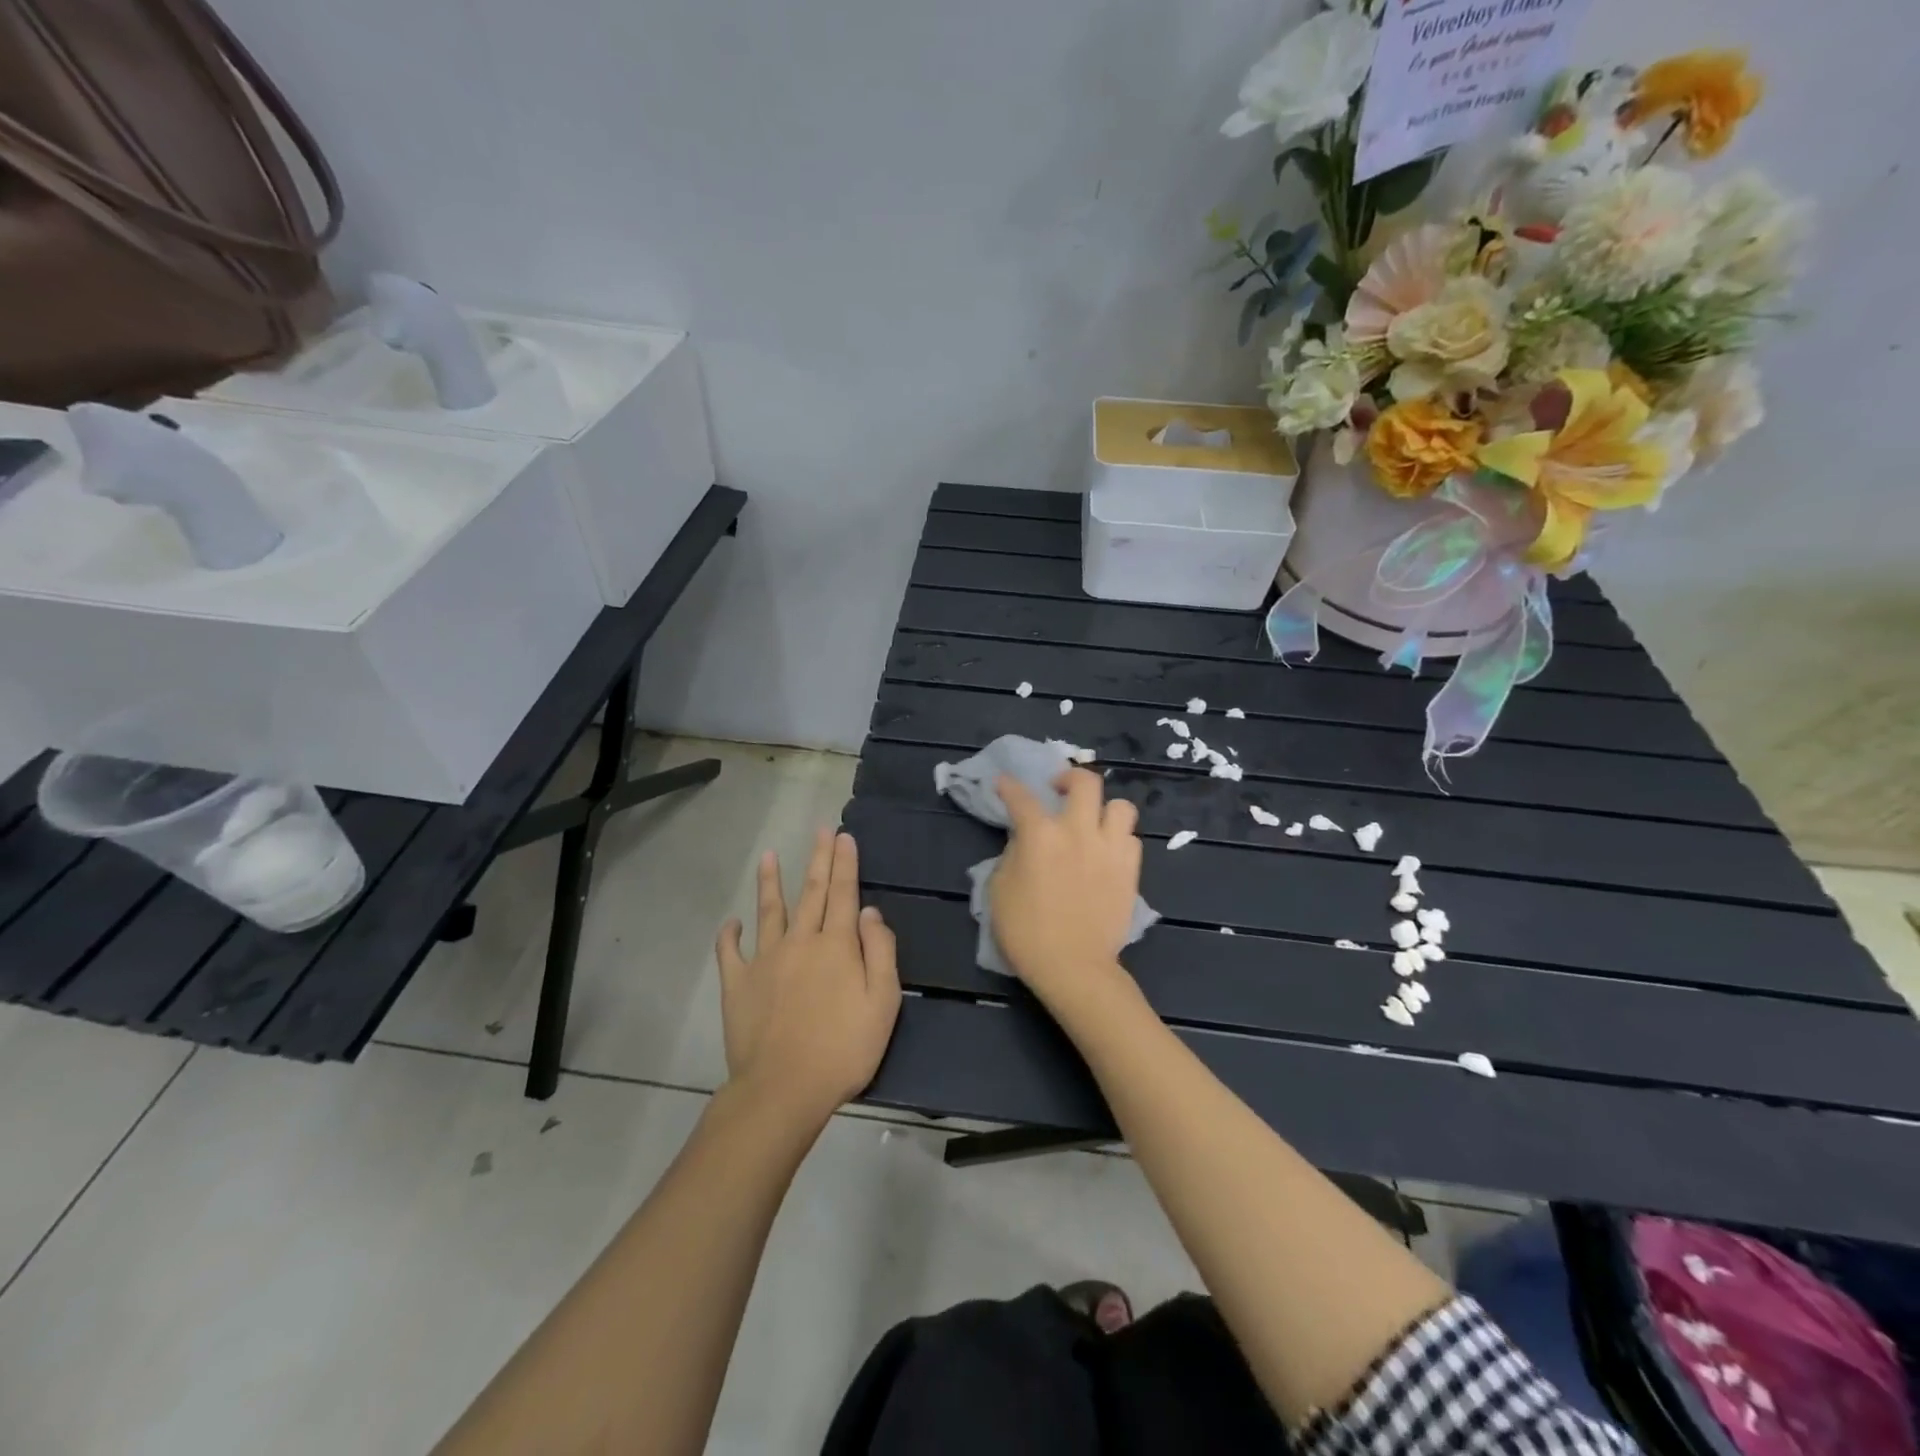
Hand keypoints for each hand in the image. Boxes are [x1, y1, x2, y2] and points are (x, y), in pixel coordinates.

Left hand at [716, 829, 901, 1125]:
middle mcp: (800, 941)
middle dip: (818, 859)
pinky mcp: (737, 984)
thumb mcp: (882, 1003)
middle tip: (820, 831)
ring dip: (770, 882)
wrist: (783, 1088)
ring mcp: (764, 960)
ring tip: (768, 855)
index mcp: (836, 945)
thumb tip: (869, 912)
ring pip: (769, 911)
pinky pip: (730, 952)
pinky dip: (730, 934)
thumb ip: (880, 952)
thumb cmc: (843, 1049)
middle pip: (811, 892)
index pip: (844, 893)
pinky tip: (731, 922)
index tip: (844, 836)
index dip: (845, 863)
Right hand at [990, 769, 1141, 1000]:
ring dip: (1104, 808)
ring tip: (1093, 821)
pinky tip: (1107, 852)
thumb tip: (1024, 841)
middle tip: (1059, 790)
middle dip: (1069, 777)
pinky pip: (1131, 839)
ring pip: (1120, 806)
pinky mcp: (1130, 870)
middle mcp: (1078, 831)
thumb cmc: (1026, 932)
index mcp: (1040, 834)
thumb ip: (1012, 855)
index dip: (1009, 786)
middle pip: (1085, 782)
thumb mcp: (999, 890)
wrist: (1074, 967)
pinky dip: (1118, 839)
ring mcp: (1110, 849)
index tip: (1004, 784)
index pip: (1021, 797)